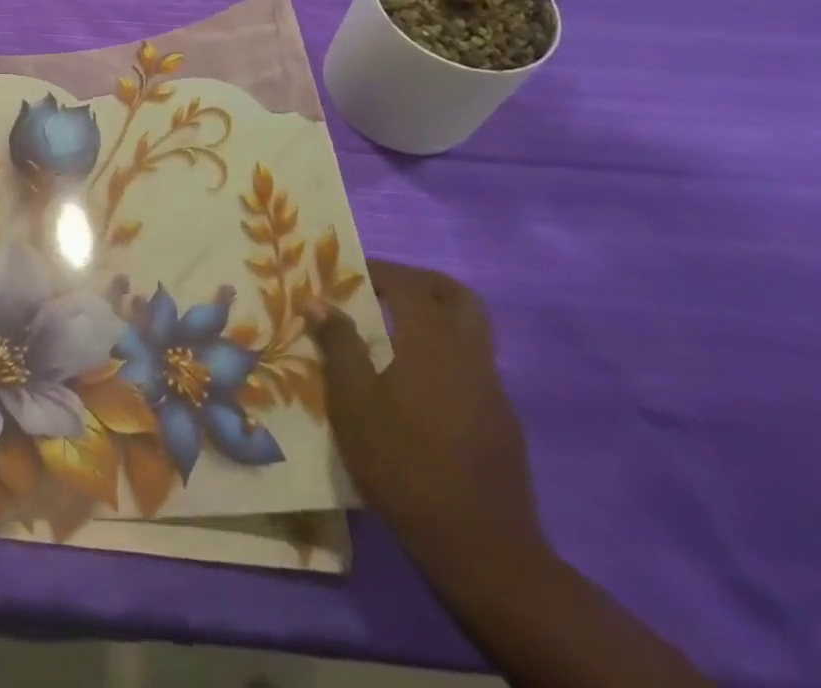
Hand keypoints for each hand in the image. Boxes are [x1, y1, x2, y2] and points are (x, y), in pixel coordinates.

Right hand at [306, 261, 545, 584]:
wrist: (481, 548)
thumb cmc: (404, 464)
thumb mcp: (353, 403)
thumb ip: (338, 345)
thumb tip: (318, 300)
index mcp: (432, 342)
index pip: (409, 284)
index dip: (379, 271)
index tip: (348, 275)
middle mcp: (469, 355)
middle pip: (456, 296)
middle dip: (421, 283)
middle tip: (383, 290)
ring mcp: (492, 389)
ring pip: (471, 330)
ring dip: (435, 318)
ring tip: (393, 335)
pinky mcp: (502, 422)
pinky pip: (473, 366)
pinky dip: (445, 355)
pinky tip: (417, 386)